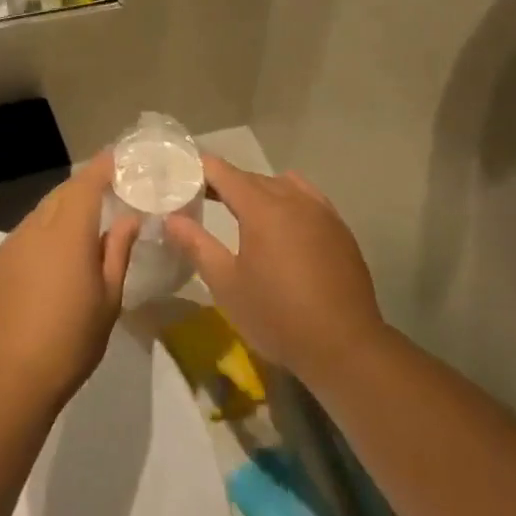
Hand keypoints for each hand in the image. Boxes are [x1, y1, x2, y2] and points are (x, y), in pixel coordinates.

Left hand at [0, 153, 139, 407]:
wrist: (9, 379)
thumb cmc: (71, 340)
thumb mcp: (109, 299)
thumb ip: (117, 251)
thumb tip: (127, 219)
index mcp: (67, 234)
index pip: (86, 184)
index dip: (103, 167)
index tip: (119, 157)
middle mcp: (34, 230)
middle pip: (60, 195)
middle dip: (83, 188)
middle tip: (107, 192)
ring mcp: (8, 247)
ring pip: (39, 216)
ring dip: (61, 213)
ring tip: (81, 230)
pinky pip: (23, 238)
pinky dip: (41, 236)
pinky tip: (51, 262)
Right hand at [164, 157, 385, 383]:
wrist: (344, 346)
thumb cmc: (277, 315)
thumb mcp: (226, 284)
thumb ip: (196, 245)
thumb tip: (171, 218)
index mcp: (262, 208)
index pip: (224, 172)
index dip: (199, 170)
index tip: (180, 176)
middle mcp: (294, 199)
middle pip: (252, 177)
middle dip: (225, 183)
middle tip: (200, 198)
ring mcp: (322, 212)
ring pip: (283, 185)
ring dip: (259, 191)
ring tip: (242, 212)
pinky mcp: (340, 229)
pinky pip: (308, 199)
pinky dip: (287, 201)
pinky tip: (283, 227)